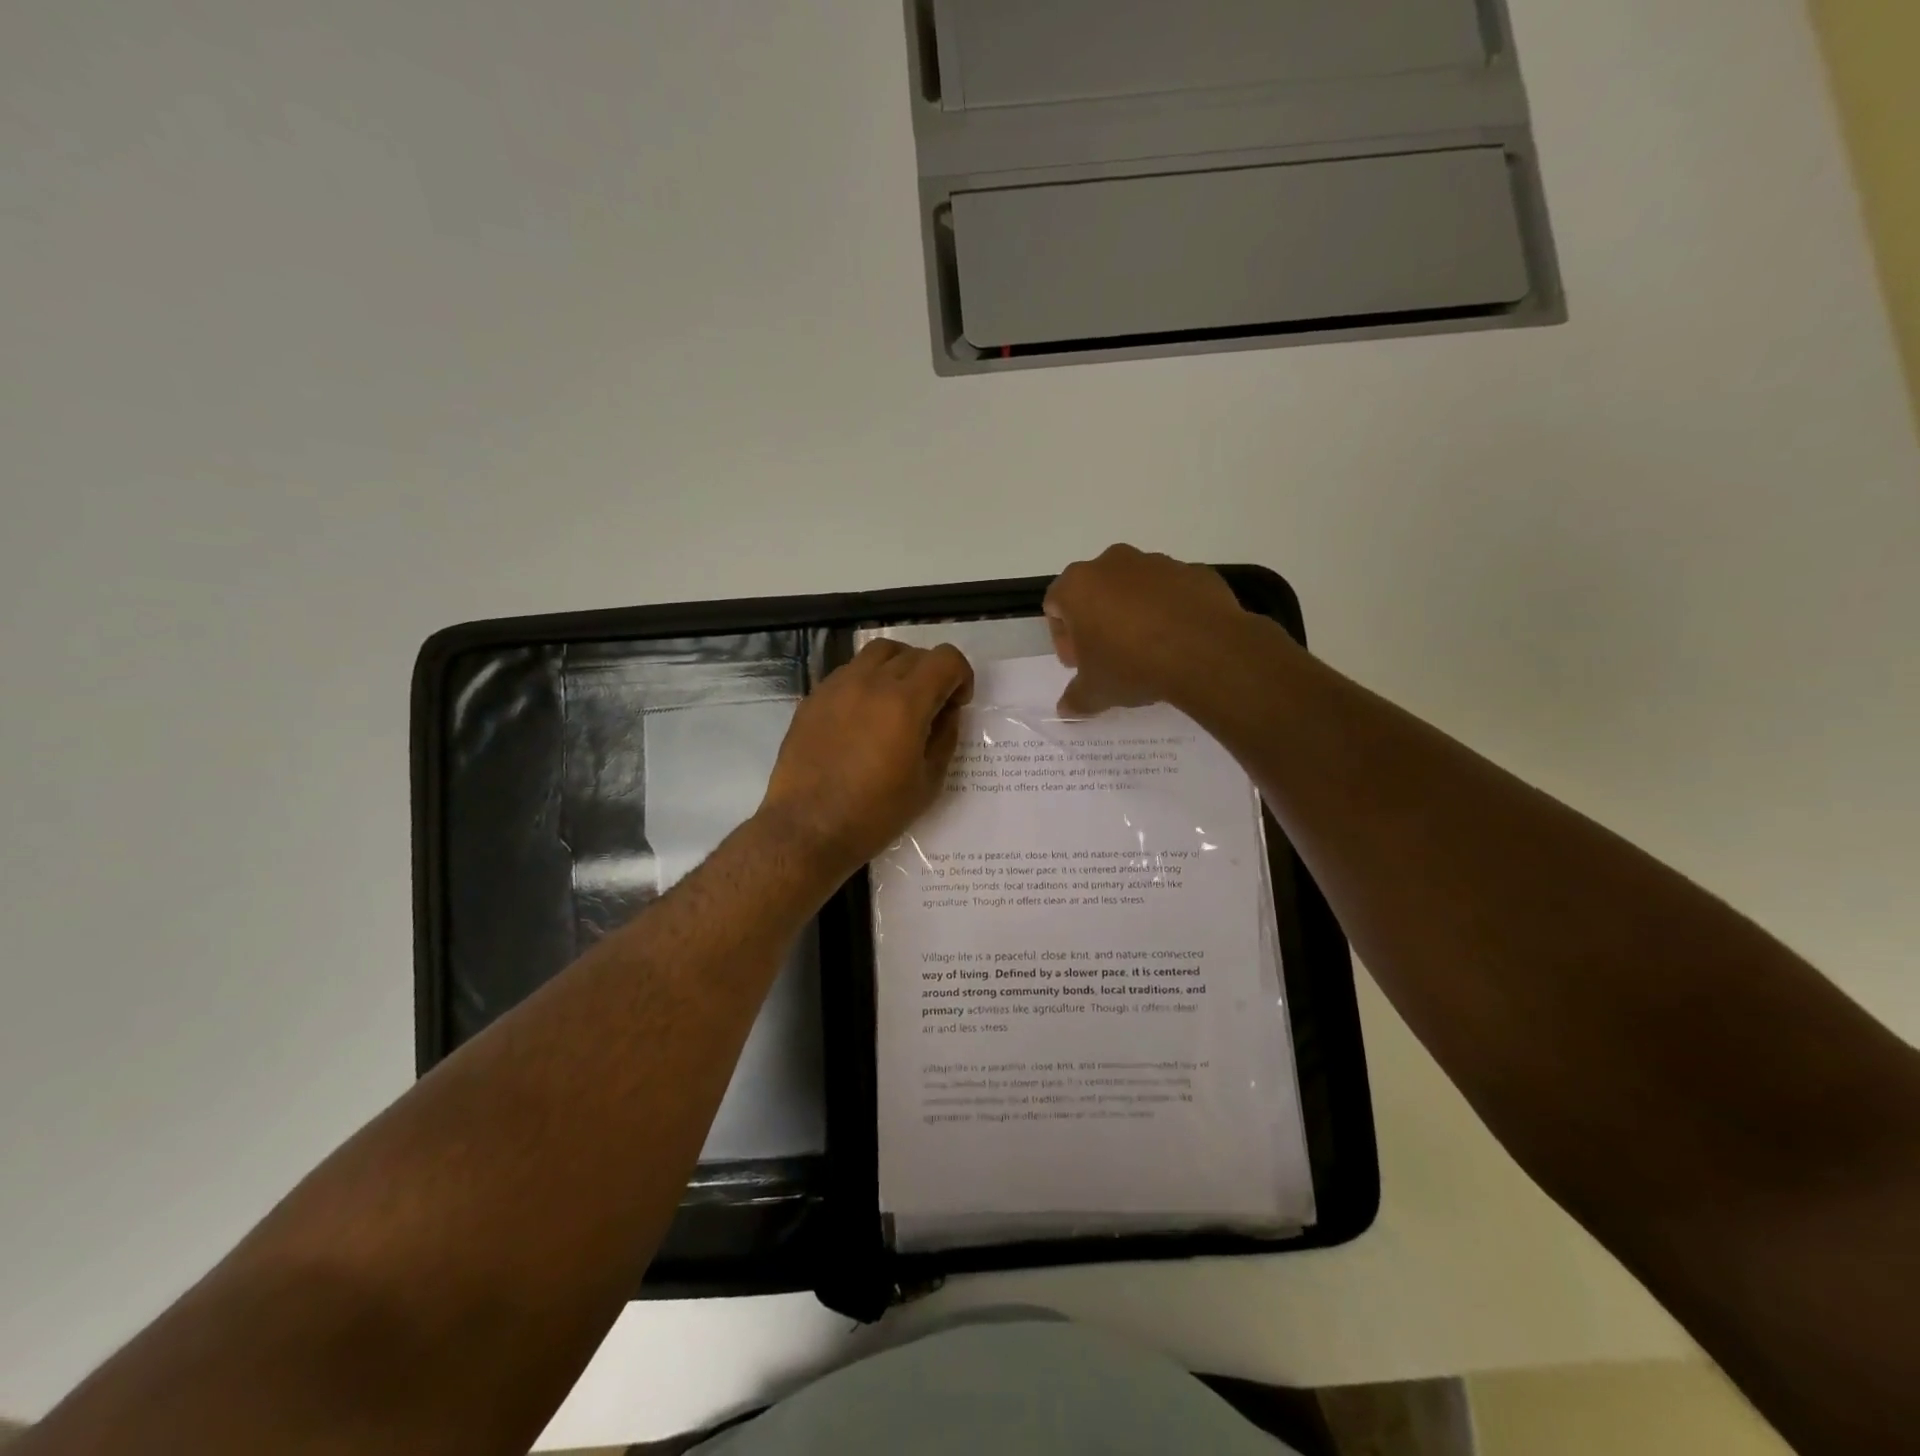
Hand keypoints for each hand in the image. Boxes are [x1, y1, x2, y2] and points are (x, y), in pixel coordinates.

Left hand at [759, 640, 973, 873]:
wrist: (808, 829)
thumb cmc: (875, 814)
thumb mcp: (928, 782)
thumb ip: (945, 737)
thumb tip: (947, 712)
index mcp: (905, 702)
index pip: (945, 659)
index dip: (961, 676)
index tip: (956, 704)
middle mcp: (871, 682)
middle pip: (913, 653)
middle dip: (932, 674)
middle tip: (930, 708)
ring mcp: (837, 686)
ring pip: (877, 653)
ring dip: (898, 668)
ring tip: (896, 703)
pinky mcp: (813, 698)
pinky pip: (849, 672)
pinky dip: (867, 681)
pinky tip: (863, 717)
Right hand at [1044, 544, 1254, 715]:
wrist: (1205, 652)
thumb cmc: (1132, 665)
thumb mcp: (1096, 692)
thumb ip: (1075, 698)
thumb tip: (1066, 709)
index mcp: (1078, 585)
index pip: (1055, 606)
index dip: (1064, 638)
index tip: (1080, 663)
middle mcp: (1113, 563)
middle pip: (1093, 591)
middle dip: (1097, 621)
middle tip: (1109, 656)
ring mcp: (1156, 562)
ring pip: (1133, 588)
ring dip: (1132, 614)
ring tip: (1147, 650)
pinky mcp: (1192, 571)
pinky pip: (1170, 592)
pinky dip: (1168, 611)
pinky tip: (1178, 641)